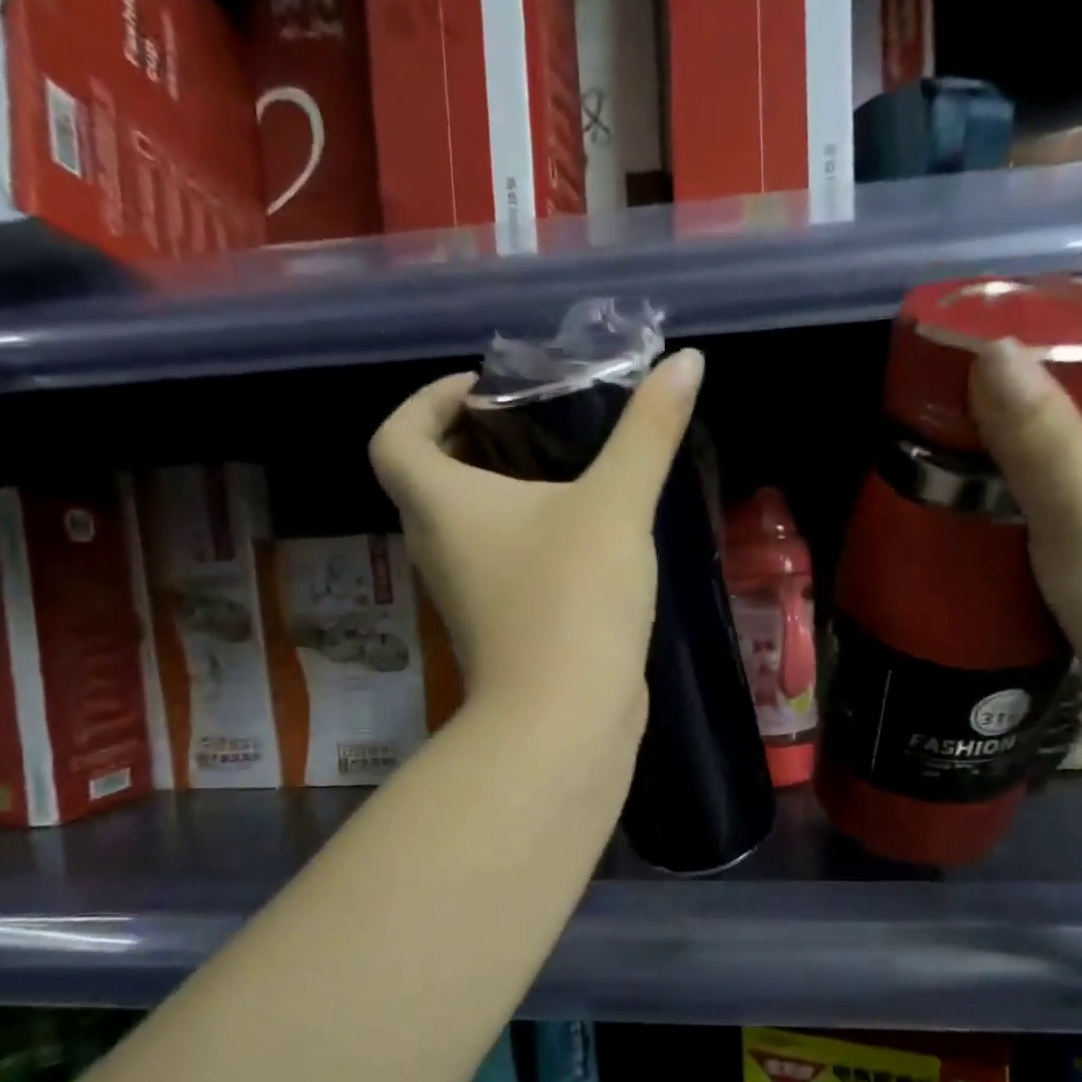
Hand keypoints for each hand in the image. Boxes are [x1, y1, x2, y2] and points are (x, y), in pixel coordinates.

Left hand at [369, 349, 704, 734]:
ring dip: (498, 492)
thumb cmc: (572, 598)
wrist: (565, 718)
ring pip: (465, 526)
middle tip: (530, 422)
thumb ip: (648, 431)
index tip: (482, 390)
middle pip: (427, 479)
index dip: (425, 402)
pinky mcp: (499, 628)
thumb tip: (687, 362)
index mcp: (441, 505)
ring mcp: (466, 594)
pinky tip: (581, 535)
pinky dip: (523, 539)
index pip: (395, 437)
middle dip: (470, 441)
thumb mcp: (616, 504)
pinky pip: (497, 564)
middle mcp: (438, 547)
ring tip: (562, 470)